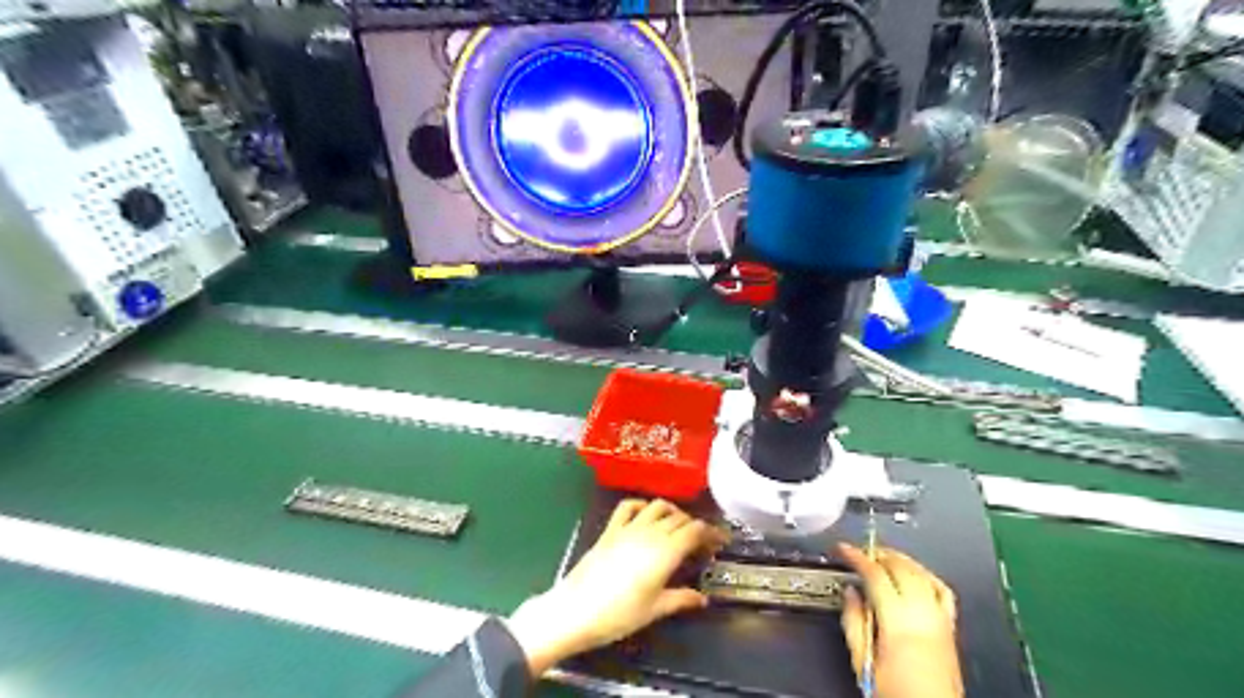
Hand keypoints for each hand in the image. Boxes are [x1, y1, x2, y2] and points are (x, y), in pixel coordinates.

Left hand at [506, 503, 724, 675]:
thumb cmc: (618, 615)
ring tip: (678, 526)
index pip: (696, 530)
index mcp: (666, 552)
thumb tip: (702, 599)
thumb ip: (681, 599)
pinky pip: (628, 506)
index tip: (721, 541)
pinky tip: (646, 514)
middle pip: (680, 517)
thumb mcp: (655, 610)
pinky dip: (642, 505)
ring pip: (658, 506)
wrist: (575, 610)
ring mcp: (628, 528)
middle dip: (695, 525)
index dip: (712, 532)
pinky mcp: (610, 529)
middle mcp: (650, 532)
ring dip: (672, 512)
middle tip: (702, 541)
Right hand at [841, 544, 966, 697]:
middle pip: (900, 567)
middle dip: (877, 554)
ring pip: (921, 573)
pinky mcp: (951, 628)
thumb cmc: (899, 695)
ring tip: (882, 556)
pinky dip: (926, 575)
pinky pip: (942, 590)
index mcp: (898, 622)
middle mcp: (922, 615)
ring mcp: (940, 620)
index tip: (843, 549)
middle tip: (859, 552)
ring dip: (900, 559)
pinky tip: (915, 573)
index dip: (856, 557)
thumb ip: (854, 623)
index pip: (875, 574)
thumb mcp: (863, 662)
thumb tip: (850, 594)